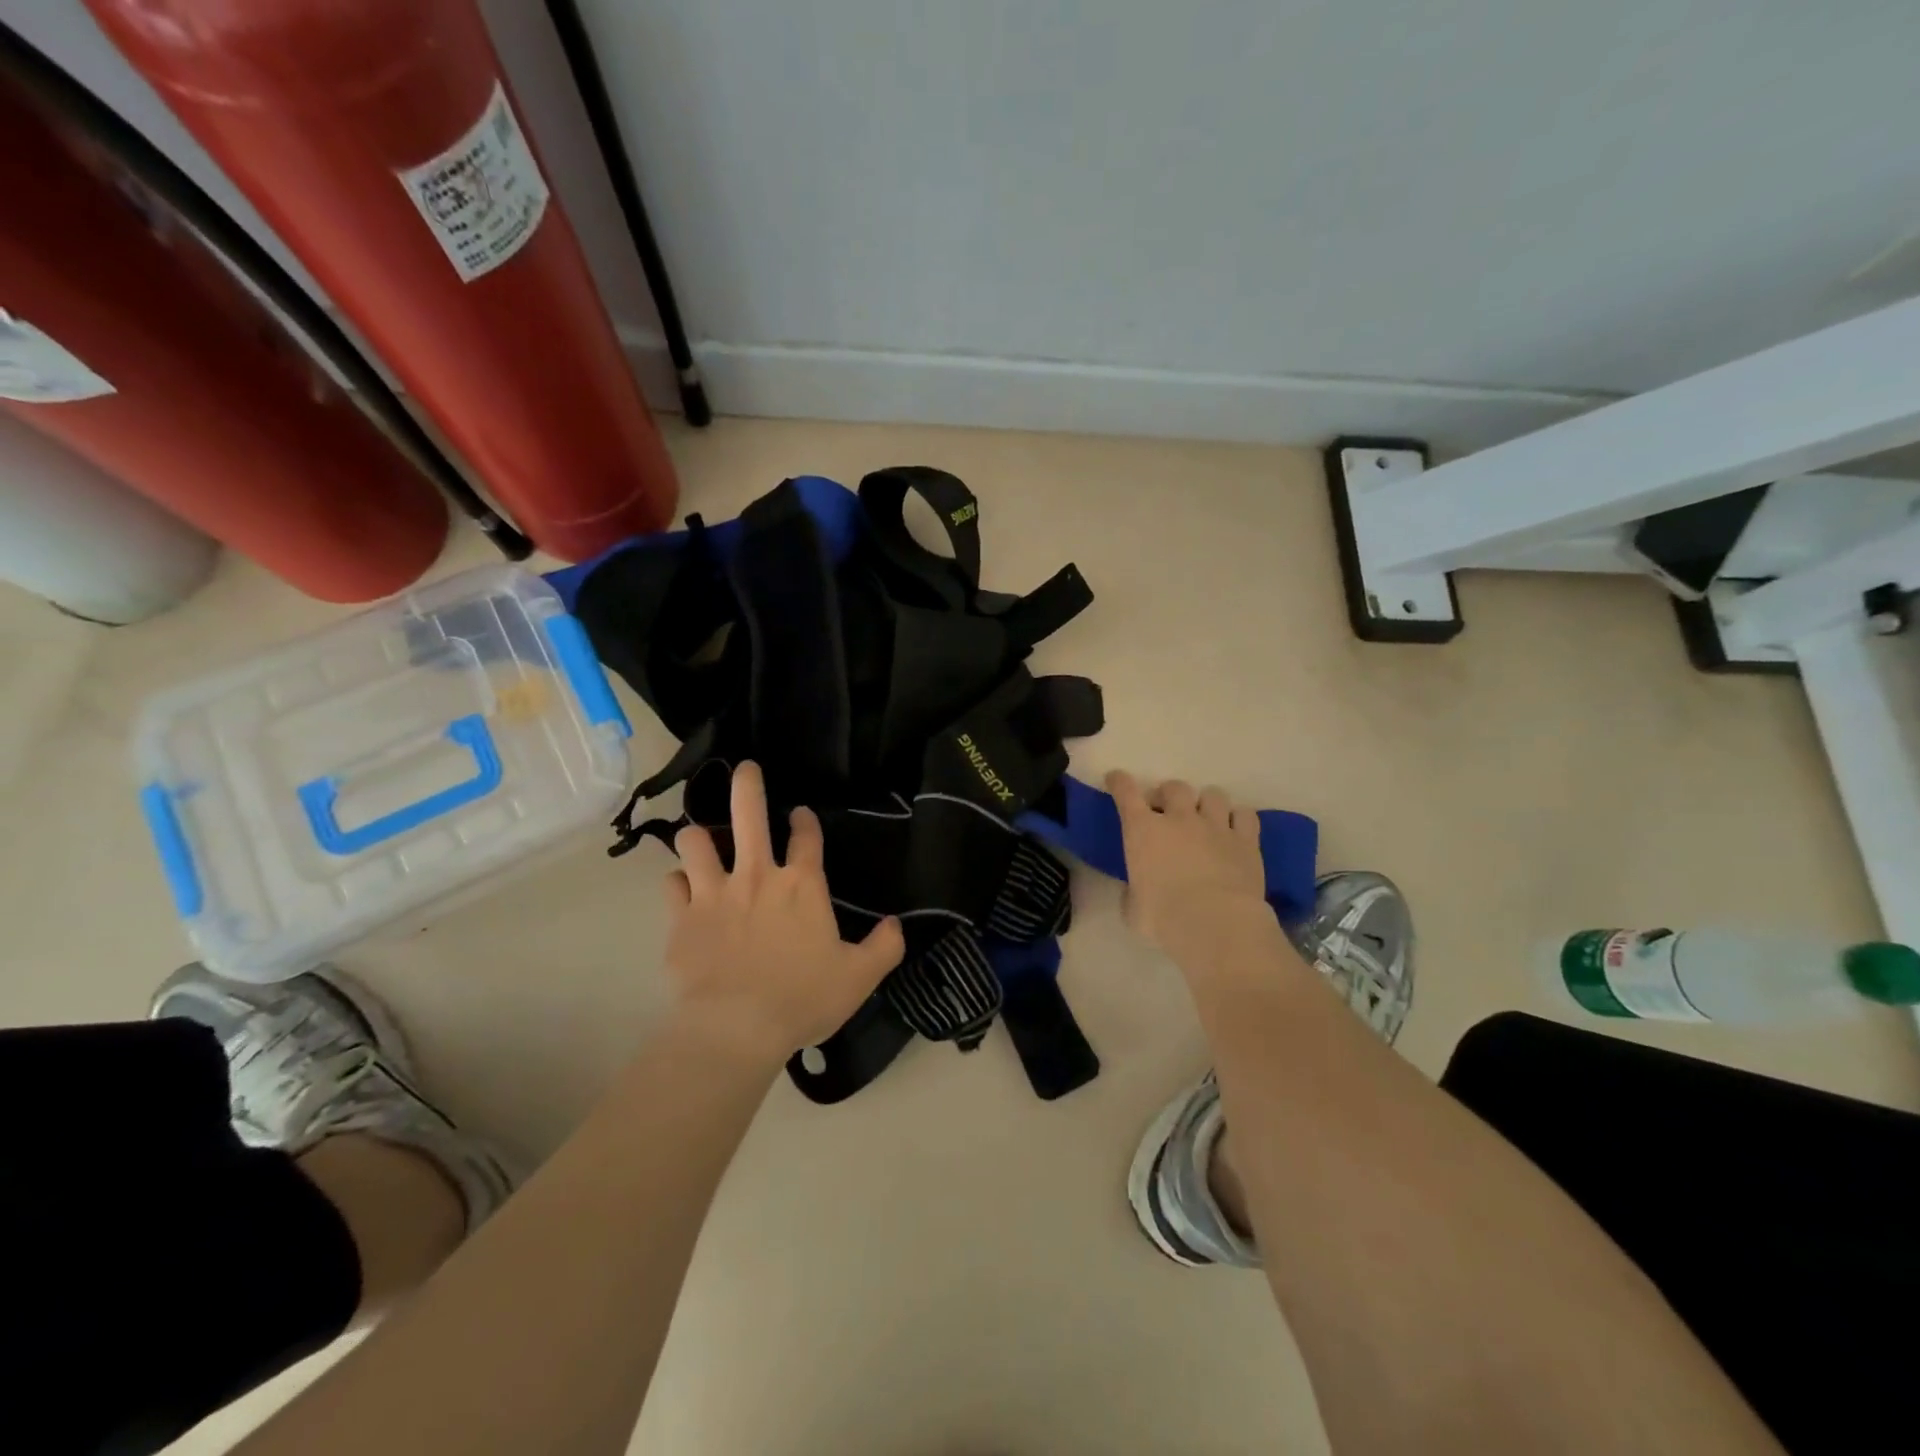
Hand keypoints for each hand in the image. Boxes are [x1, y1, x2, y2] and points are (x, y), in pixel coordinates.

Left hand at [663, 761, 903, 1066]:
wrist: (736, 1027)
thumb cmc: (803, 998)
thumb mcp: (859, 976)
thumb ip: (884, 946)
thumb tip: (896, 924)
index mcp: (801, 885)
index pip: (807, 837)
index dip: (805, 821)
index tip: (801, 814)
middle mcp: (757, 876)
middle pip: (748, 814)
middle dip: (747, 785)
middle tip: (745, 769)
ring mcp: (714, 893)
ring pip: (696, 841)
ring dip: (698, 836)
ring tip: (700, 837)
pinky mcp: (682, 918)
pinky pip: (672, 885)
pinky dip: (677, 883)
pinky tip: (682, 888)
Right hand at [1107, 771, 1277, 968]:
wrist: (1215, 923)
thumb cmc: (1164, 918)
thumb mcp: (1133, 910)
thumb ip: (1133, 894)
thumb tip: (1136, 892)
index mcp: (1143, 831)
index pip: (1126, 793)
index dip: (1120, 782)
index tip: (1117, 779)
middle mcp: (1179, 819)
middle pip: (1174, 787)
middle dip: (1169, 795)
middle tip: (1168, 811)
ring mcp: (1215, 826)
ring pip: (1213, 794)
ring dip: (1206, 803)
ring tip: (1206, 818)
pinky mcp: (1246, 840)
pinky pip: (1245, 815)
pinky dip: (1239, 819)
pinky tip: (1235, 830)